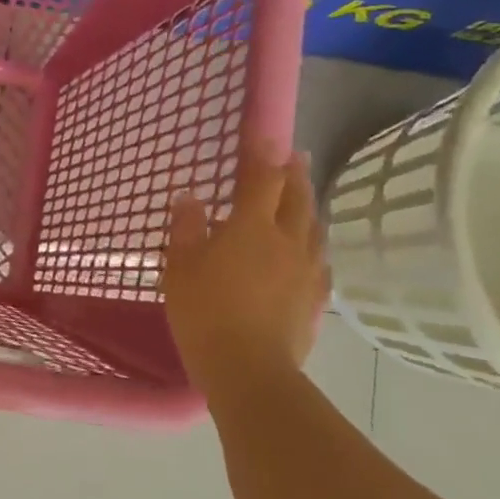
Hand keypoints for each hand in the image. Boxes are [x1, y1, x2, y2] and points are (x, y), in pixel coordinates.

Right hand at [163, 145, 329, 384]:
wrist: (249, 369)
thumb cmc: (204, 312)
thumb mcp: (181, 267)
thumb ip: (186, 228)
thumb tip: (189, 196)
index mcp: (251, 227)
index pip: (261, 178)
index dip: (261, 151)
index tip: (263, 130)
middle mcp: (288, 240)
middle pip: (297, 196)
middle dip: (294, 172)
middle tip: (293, 155)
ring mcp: (308, 269)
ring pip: (313, 225)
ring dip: (307, 204)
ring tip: (301, 196)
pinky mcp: (316, 297)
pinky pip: (319, 258)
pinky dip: (312, 242)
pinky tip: (307, 250)